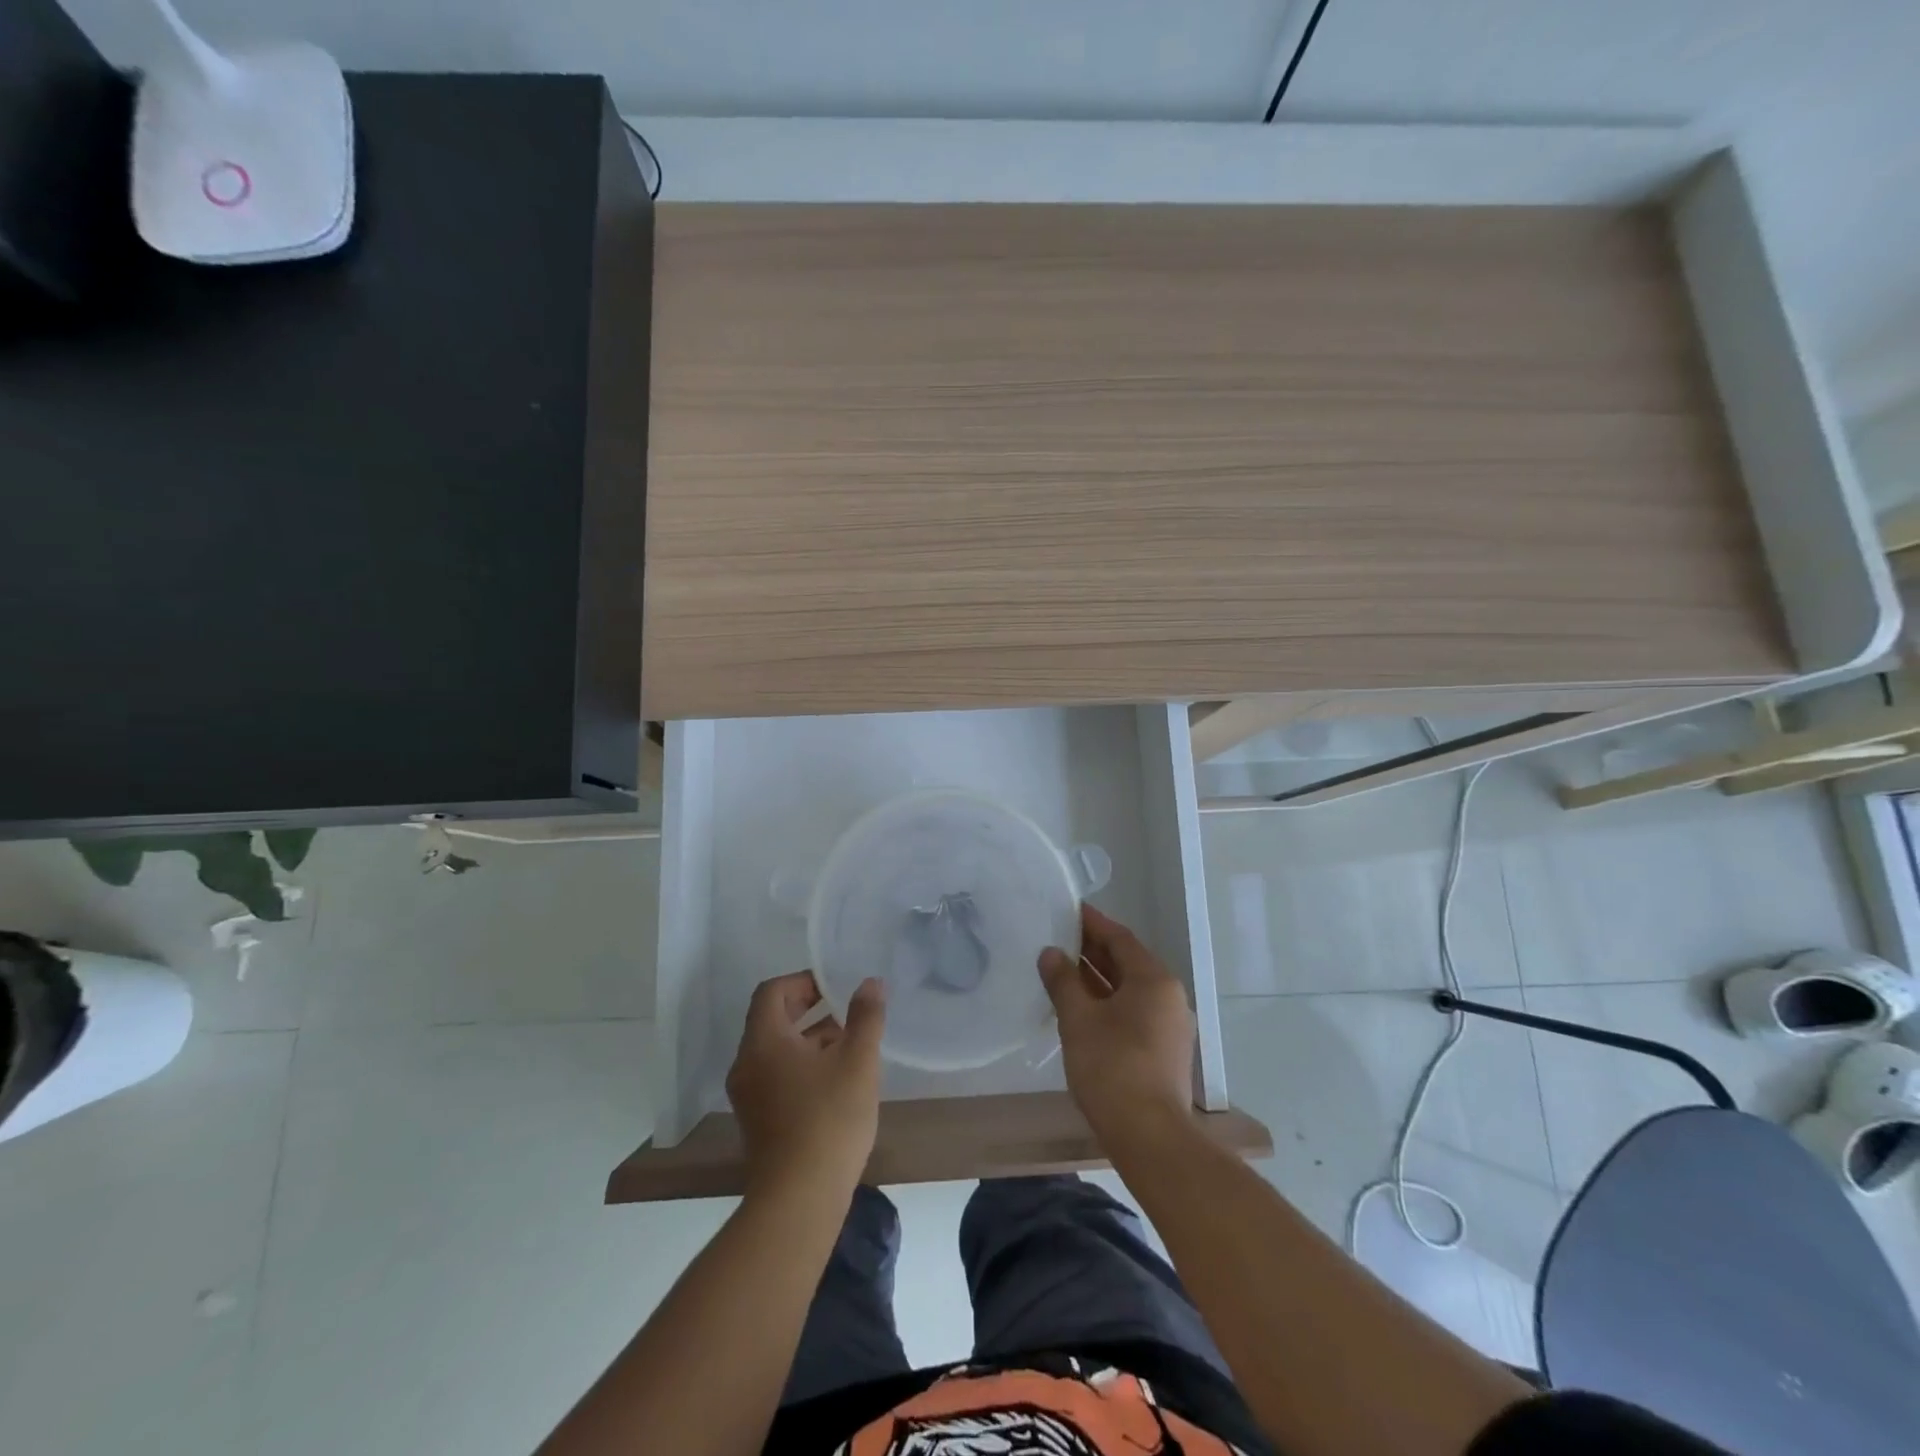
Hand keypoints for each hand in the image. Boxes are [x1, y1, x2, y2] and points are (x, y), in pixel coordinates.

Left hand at [726, 971, 885, 1202]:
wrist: (798, 1201)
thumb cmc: (829, 1120)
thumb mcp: (858, 1061)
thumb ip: (865, 1016)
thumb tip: (870, 983)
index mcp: (763, 1042)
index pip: (772, 991)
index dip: (804, 981)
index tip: (835, 986)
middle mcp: (747, 1064)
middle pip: (773, 1019)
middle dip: (811, 1009)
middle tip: (847, 1010)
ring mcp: (749, 1096)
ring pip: (777, 1050)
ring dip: (810, 1038)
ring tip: (850, 1043)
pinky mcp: (758, 1121)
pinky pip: (777, 1076)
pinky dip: (803, 1066)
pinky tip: (837, 1081)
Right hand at [1039, 903, 1195, 1145]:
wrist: (1150, 1137)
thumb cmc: (1112, 1068)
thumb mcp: (1078, 1019)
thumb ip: (1063, 981)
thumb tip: (1050, 953)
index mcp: (1154, 979)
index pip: (1119, 938)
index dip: (1092, 923)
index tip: (1068, 909)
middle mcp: (1168, 996)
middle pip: (1127, 961)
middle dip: (1092, 949)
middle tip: (1057, 937)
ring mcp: (1169, 1025)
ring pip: (1128, 988)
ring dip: (1097, 977)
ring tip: (1061, 969)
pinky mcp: (1163, 1049)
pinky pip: (1132, 1010)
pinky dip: (1106, 1001)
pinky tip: (1079, 1006)